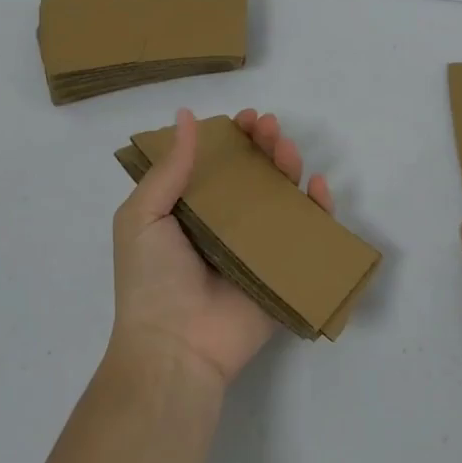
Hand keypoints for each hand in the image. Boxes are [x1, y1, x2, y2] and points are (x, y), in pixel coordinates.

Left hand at [111, 108, 333, 389]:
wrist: (175, 346)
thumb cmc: (152, 279)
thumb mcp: (142, 216)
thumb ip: (168, 169)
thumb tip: (186, 116)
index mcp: (191, 211)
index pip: (217, 164)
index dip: (232, 138)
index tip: (244, 119)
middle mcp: (227, 225)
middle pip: (254, 175)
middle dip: (264, 145)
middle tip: (269, 126)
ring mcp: (258, 247)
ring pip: (282, 198)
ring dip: (289, 166)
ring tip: (287, 147)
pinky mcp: (284, 270)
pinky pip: (308, 235)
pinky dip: (319, 208)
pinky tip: (317, 185)